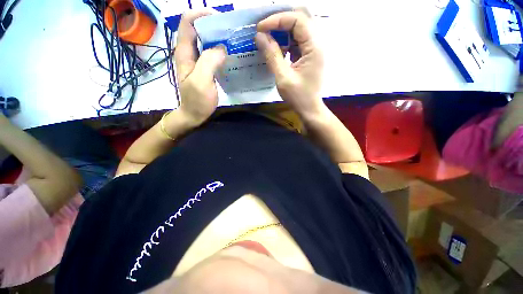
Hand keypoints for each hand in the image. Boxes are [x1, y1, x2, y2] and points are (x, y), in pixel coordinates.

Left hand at [175, 10, 226, 126]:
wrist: (194, 115)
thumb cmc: (197, 101)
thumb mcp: (201, 81)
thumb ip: (209, 62)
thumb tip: (221, 48)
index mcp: (184, 52)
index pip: (188, 22)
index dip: (202, 15)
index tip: (220, 20)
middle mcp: (189, 53)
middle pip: (198, 29)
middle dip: (213, 25)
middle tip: (230, 31)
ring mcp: (196, 61)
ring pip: (205, 41)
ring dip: (217, 37)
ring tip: (232, 41)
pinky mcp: (203, 69)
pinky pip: (211, 53)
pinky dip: (219, 50)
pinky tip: (229, 55)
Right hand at [255, 11, 324, 119]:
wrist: (309, 109)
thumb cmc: (298, 97)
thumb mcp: (283, 78)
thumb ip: (272, 55)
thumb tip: (260, 36)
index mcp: (314, 47)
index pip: (298, 20)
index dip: (277, 20)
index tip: (261, 28)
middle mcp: (318, 44)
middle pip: (301, 19)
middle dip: (281, 21)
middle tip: (265, 28)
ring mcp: (315, 49)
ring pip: (300, 29)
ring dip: (283, 30)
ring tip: (268, 36)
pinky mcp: (310, 56)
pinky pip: (298, 41)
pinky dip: (287, 41)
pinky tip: (277, 47)